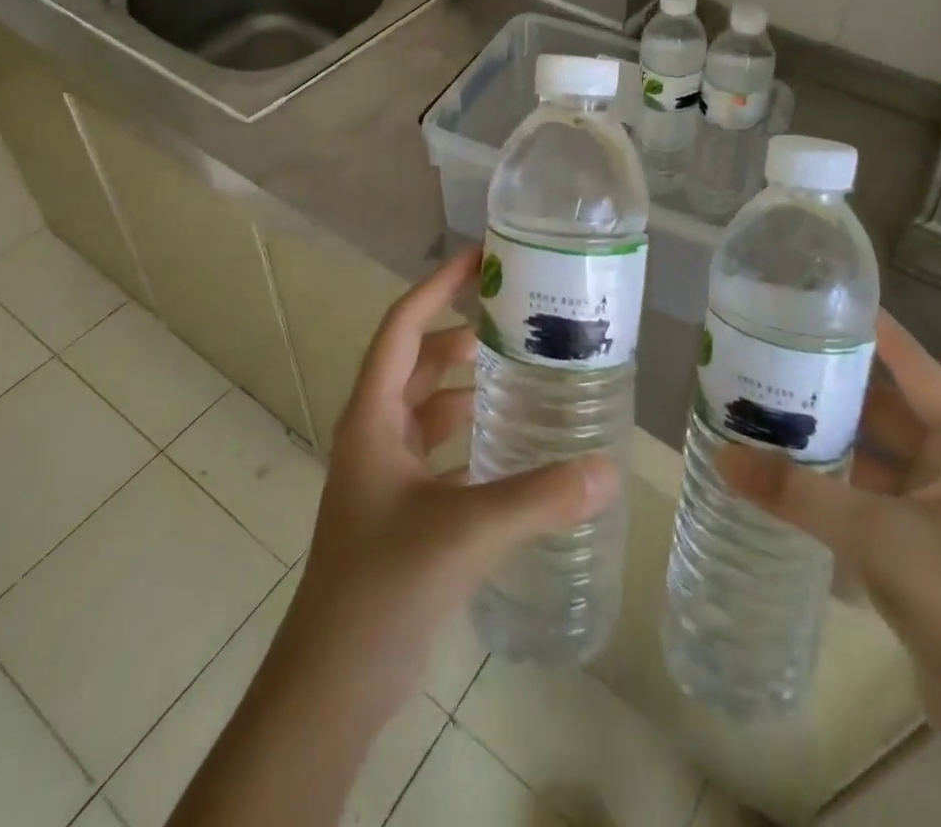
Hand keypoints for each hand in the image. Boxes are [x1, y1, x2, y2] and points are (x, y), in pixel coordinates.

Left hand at [278, 245, 618, 721]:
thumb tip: (607, 470)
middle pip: (419, 359)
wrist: (333, 681)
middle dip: (461, 329)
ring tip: (522, 365)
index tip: (481, 258)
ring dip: (466, 379)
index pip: (404, 327)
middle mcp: (376, 430)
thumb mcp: (462, 533)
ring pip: (429, 403)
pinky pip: (440, 444)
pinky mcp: (403, 502)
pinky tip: (511, 436)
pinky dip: (470, 428)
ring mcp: (387, 468)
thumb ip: (536, 499)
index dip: (439, 286)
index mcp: (373, 416)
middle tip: (517, 312)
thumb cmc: (381, 587)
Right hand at [716, 311, 940, 744]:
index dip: (872, 329)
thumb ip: (796, 494)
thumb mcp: (875, 538)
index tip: (820, 299)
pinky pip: (872, 496)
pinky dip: (835, 484)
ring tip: (766, 408)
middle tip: (771, 356)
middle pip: (888, 409)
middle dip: (833, 386)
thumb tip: (722, 457)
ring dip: (829, 439)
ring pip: (877, 455)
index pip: (915, 365)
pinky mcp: (928, 548)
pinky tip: (787, 473)